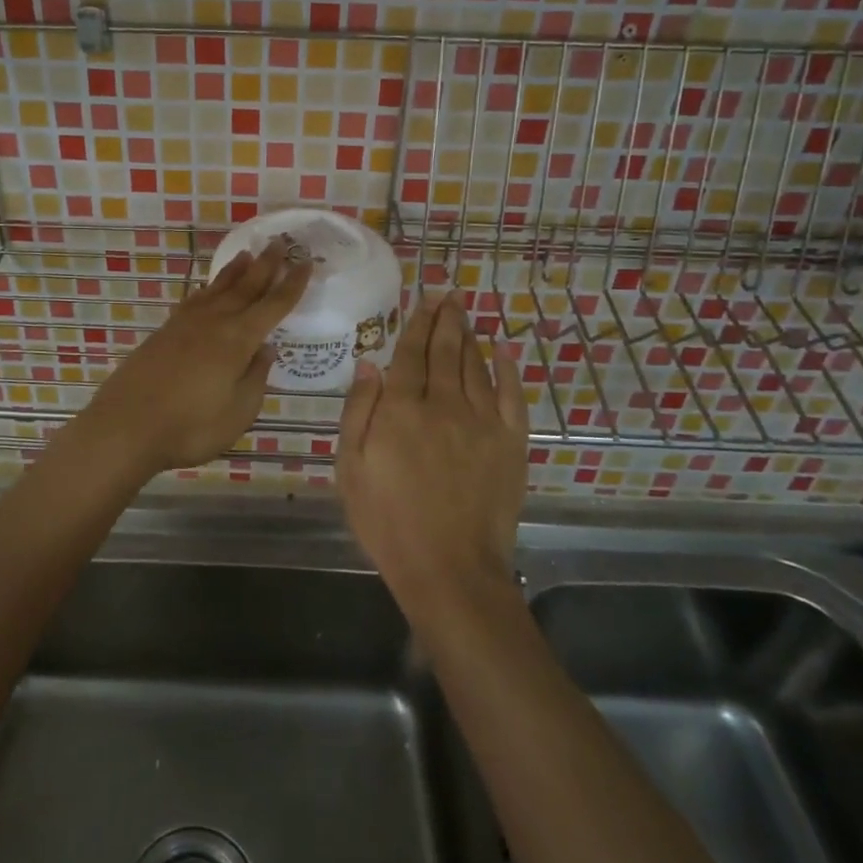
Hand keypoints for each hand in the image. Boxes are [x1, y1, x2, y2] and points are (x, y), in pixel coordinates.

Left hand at [73, 239, 310, 479]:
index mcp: (238, 340)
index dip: (292, 284)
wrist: (126, 427)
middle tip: (279, 242)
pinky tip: (209, 290)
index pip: (273, 305)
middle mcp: (214, 322)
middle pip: (245, 287)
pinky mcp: (165, 332)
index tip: (306, 262)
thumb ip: (256, 378)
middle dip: (265, 265)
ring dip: (235, 271)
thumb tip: (266, 349)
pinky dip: (209, 289)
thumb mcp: (238, 412)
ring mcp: (185, 324)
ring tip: (248, 255)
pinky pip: (196, 299)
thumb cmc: (190, 427)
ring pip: (217, 289)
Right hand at [335, 292, 529, 610]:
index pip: (410, 354)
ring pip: (476, 366)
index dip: (417, 323)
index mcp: (402, 409)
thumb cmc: (388, 521)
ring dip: (470, 337)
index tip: (424, 299)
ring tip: (465, 314)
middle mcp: (444, 404)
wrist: (449, 568)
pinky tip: (504, 350)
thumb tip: (369, 363)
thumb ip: (359, 411)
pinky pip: (511, 395)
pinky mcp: (510, 443)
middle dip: (446, 319)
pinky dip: (507, 369)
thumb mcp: (351, 468)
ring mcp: (482, 422)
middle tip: (449, 294)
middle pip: (445, 351)